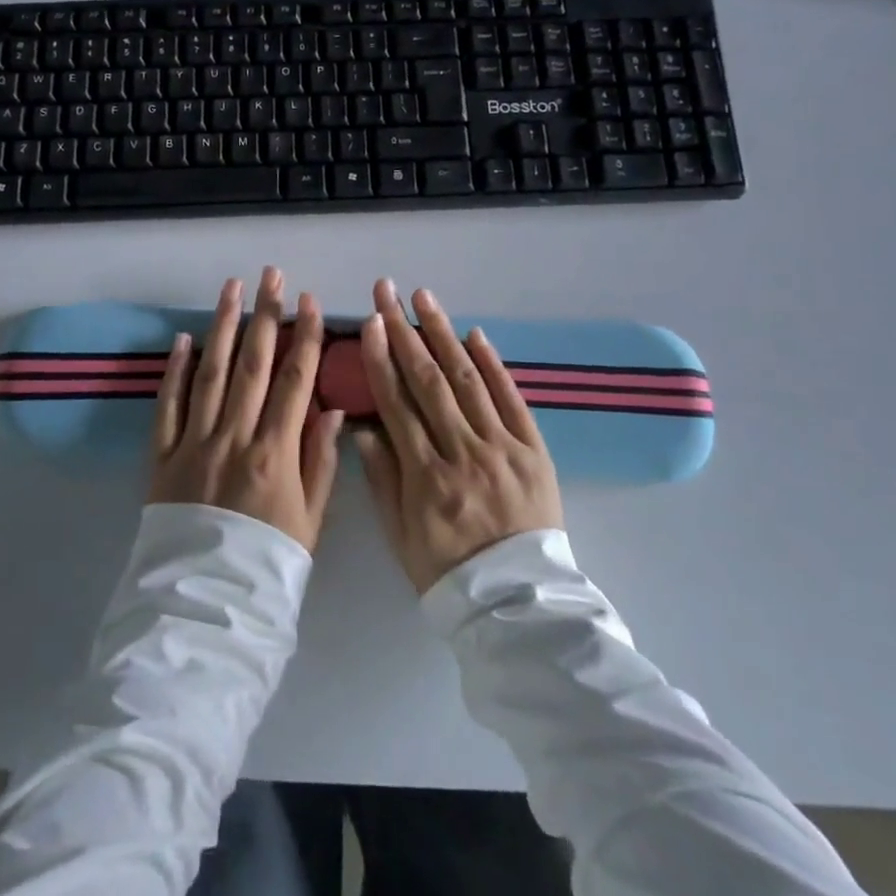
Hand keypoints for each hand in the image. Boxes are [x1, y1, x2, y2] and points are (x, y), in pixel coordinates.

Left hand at [149, 268, 345, 551]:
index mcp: (275, 454)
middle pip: (253, 365)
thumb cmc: (267, 567)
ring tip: (232, 288)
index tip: (310, 300)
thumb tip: (329, 407)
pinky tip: (184, 338)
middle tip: (271, 275)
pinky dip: (175, 370)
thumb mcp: (310, 523)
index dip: (305, 337)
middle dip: (265, 315)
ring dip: (223, 327)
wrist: (204, 611)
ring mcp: (193, 444)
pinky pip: (168, 405)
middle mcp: (234, 438)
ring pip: (211, 373)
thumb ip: (319, 462)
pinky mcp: (162, 457)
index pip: (295, 381)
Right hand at [352, 279, 564, 592]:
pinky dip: (492, 364)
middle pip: (429, 380)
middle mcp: (463, 452)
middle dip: (405, 330)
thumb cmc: (448, 571)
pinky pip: (512, 399)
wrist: (519, 604)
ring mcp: (502, 448)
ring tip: (424, 297)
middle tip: (387, 291)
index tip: (371, 323)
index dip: (381, 359)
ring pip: (468, 380)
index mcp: (426, 476)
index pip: (397, 404)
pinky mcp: (534, 450)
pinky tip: (475, 334)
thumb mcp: (400, 535)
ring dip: (444, 333)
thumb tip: (362, 425)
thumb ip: (381, 477)